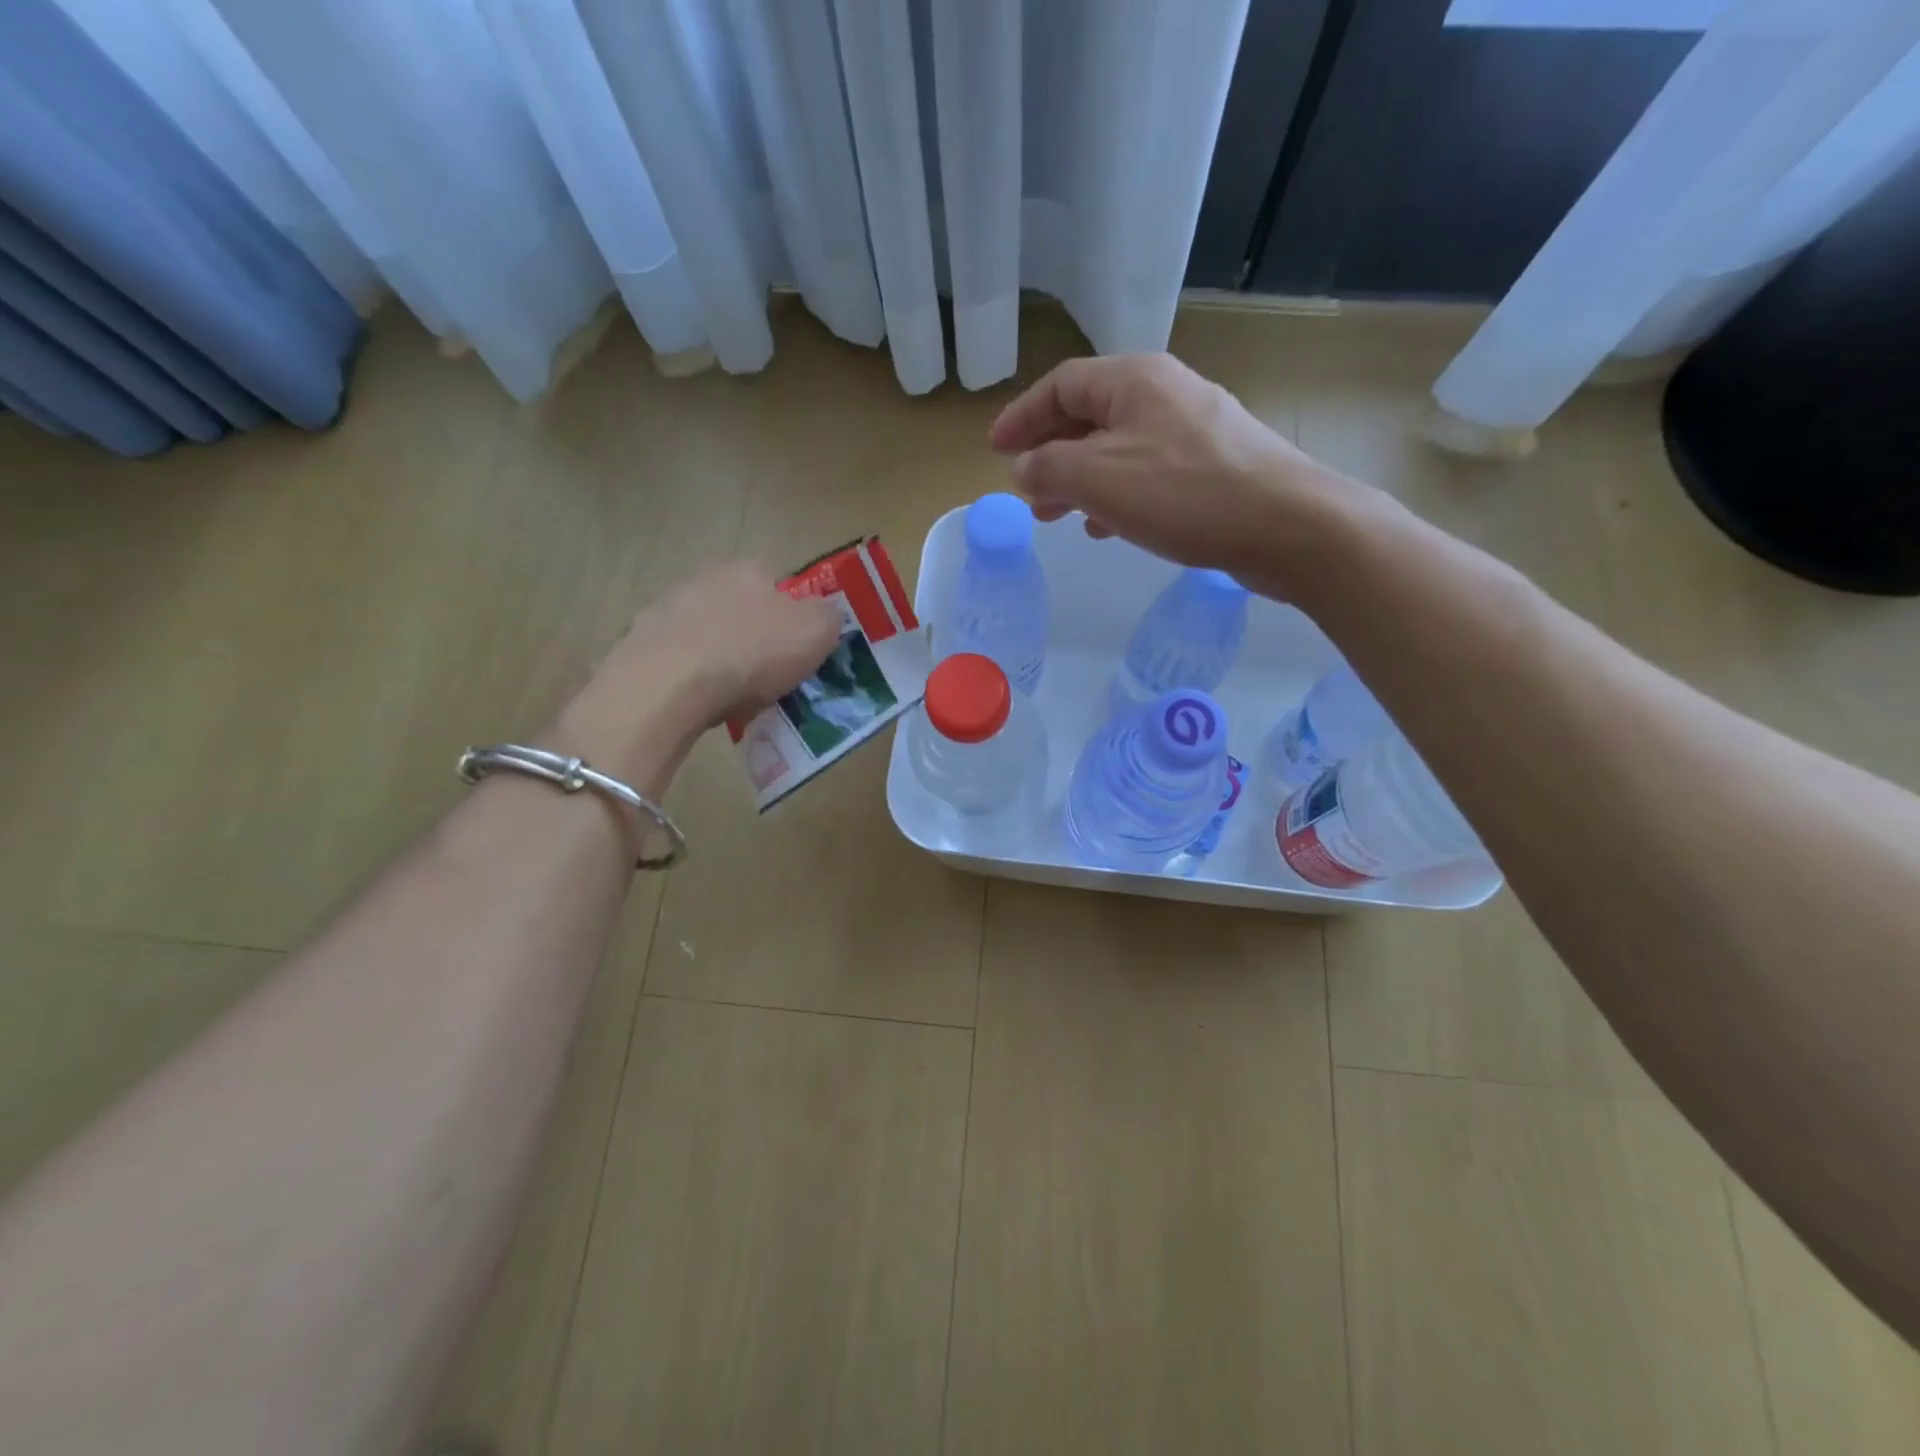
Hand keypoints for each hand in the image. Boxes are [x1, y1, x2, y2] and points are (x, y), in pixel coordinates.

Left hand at [616, 561, 843, 724]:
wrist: (670, 685)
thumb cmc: (752, 653)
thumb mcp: (817, 632)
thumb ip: (829, 617)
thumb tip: (825, 616)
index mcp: (747, 570)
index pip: (776, 586)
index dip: (790, 618)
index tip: (795, 651)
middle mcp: (703, 578)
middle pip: (739, 610)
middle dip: (752, 638)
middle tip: (766, 677)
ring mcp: (665, 610)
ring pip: (706, 636)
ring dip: (719, 659)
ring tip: (733, 698)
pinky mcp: (639, 644)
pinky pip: (678, 663)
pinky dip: (690, 680)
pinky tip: (701, 704)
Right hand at [989, 354, 1369, 596]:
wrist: (1287, 526)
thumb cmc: (1184, 494)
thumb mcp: (1099, 479)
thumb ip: (1048, 469)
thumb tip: (1022, 469)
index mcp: (1134, 380)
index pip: (1062, 383)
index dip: (1022, 415)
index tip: (995, 451)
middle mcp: (1164, 393)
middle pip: (1089, 414)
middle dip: (1050, 453)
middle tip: (1026, 492)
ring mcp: (1193, 430)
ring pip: (1117, 448)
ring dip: (1081, 480)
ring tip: (1059, 517)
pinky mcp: (1212, 467)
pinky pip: (1147, 473)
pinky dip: (1117, 496)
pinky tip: (1109, 527)